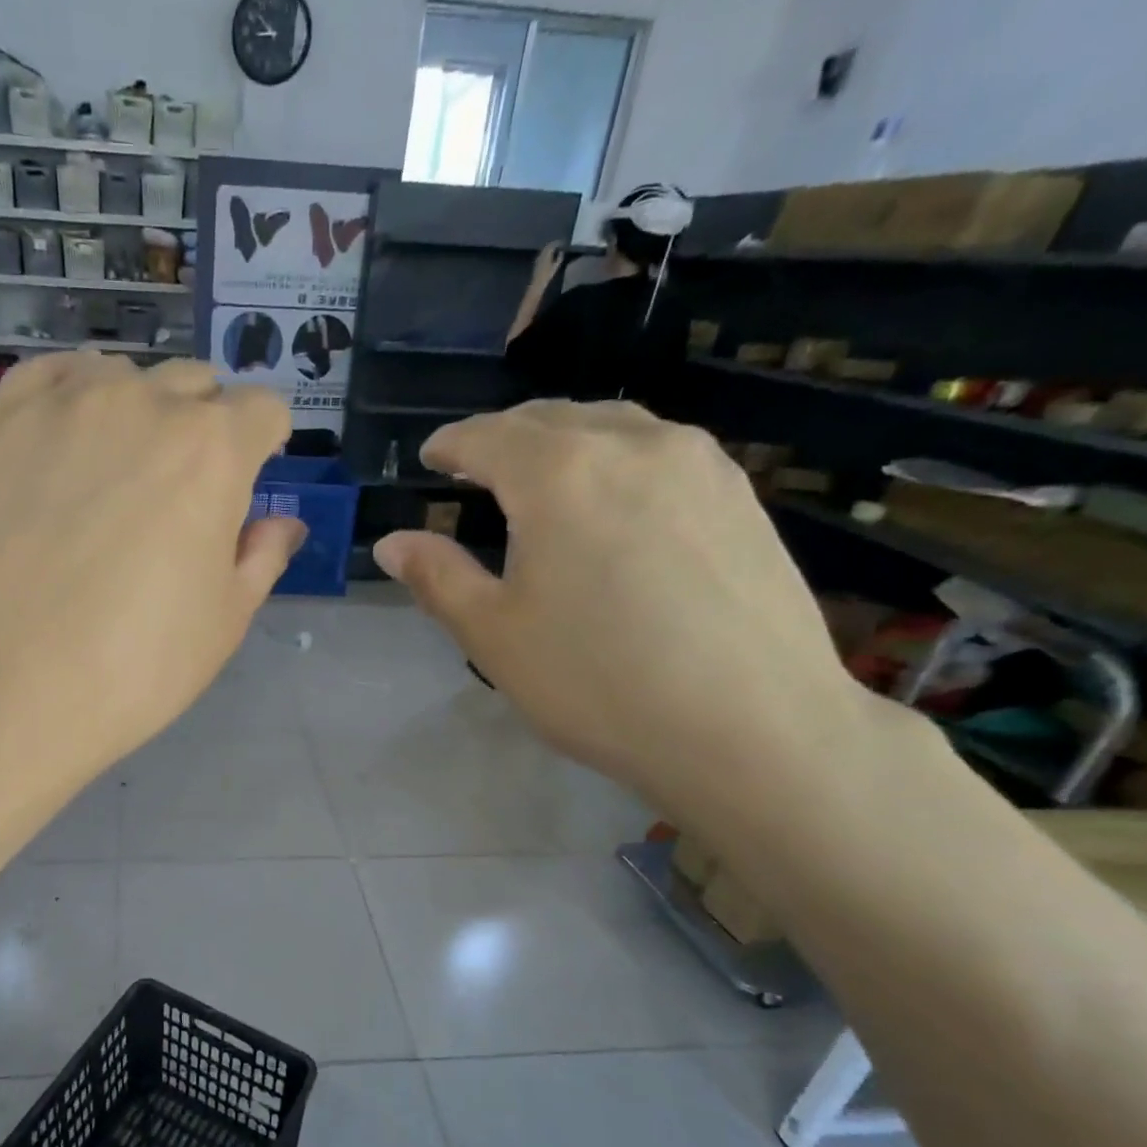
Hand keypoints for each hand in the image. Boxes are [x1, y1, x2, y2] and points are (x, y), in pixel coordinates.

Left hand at [0, 353, 300, 786]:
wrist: (1, 691)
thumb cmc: (133, 668)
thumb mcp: (223, 623)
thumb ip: (261, 558)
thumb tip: (282, 523)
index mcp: (213, 451)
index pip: (262, 410)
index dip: (265, 444)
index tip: (251, 478)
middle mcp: (143, 405)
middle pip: (195, 385)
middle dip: (206, 426)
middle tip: (182, 492)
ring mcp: (63, 407)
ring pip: (122, 378)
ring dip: (138, 411)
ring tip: (117, 472)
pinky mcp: (0, 425)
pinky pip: (50, 378)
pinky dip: (72, 397)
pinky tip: (65, 442)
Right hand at [371, 401, 868, 818]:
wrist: (753, 728)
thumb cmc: (598, 682)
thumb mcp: (494, 636)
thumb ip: (439, 578)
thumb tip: (393, 543)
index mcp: (558, 473)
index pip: (486, 437)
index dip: (450, 445)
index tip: (429, 457)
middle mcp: (631, 443)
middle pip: (549, 418)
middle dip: (503, 435)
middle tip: (474, 465)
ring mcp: (697, 462)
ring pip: (611, 424)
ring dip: (562, 438)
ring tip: (540, 474)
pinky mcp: (739, 493)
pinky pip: (659, 450)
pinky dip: (615, 457)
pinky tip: (614, 500)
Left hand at [533, 241, 565, 283]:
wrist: (537, 282)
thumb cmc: (547, 275)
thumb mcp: (556, 267)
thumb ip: (559, 258)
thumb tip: (561, 252)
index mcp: (547, 254)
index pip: (552, 245)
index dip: (557, 242)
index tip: (562, 242)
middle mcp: (542, 254)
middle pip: (547, 245)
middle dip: (553, 243)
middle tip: (558, 243)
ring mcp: (538, 257)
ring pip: (544, 249)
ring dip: (549, 247)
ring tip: (554, 247)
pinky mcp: (536, 261)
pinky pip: (542, 253)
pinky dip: (546, 251)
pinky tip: (548, 253)